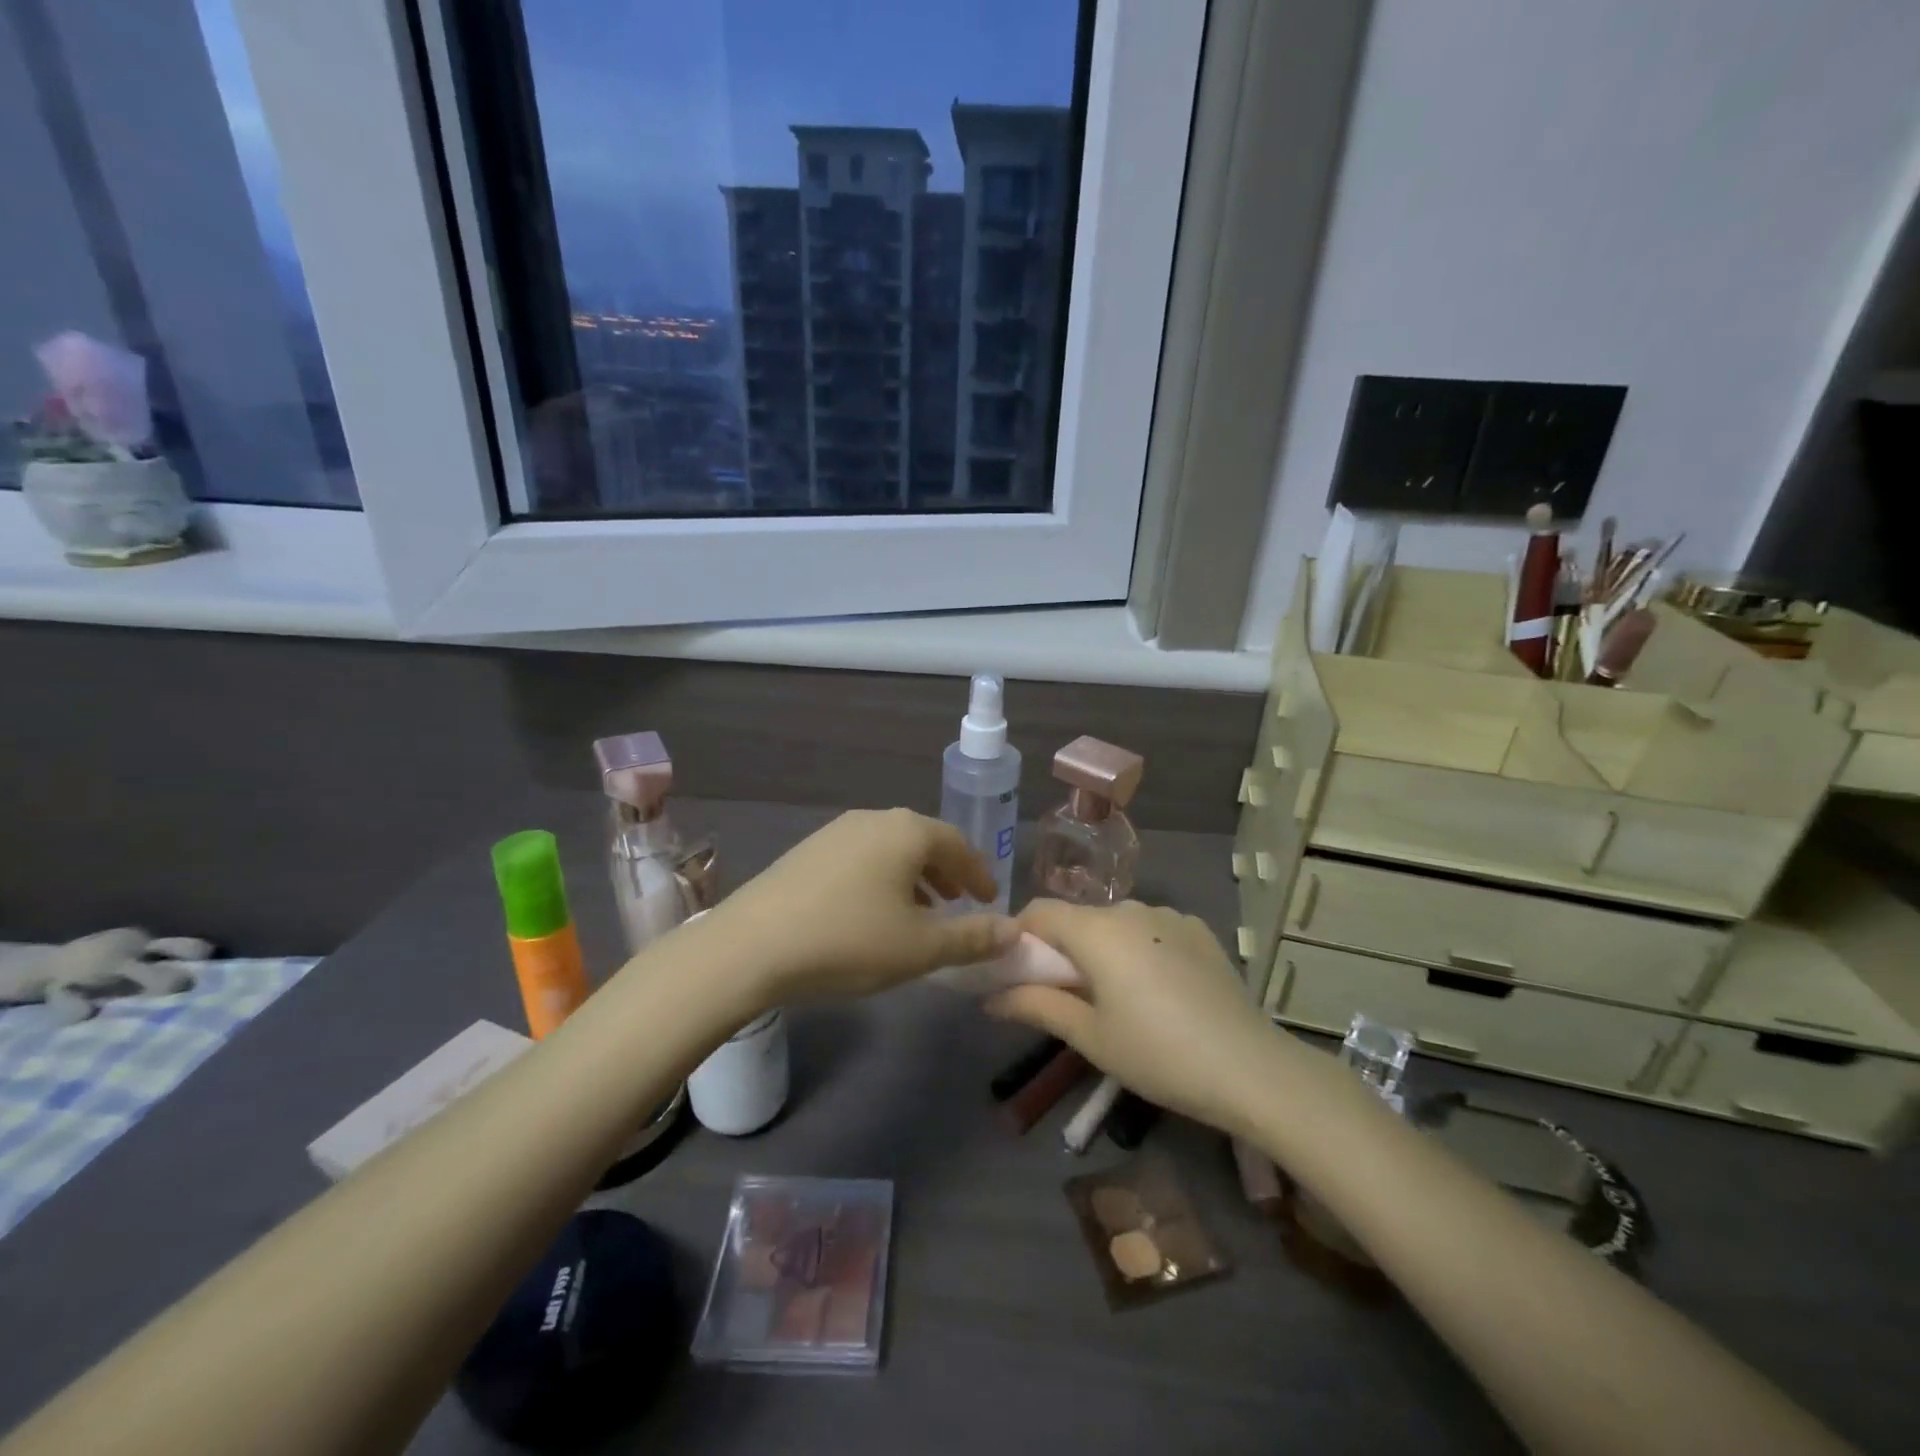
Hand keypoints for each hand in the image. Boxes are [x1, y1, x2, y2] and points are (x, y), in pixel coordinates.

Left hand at [709, 809, 1019, 1004]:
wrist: (751, 946)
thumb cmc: (849, 940)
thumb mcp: (920, 948)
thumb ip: (973, 938)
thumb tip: (1014, 931)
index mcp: (907, 832)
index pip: (958, 844)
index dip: (979, 874)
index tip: (991, 900)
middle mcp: (874, 819)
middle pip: (924, 841)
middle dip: (947, 873)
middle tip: (961, 903)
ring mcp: (836, 832)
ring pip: (891, 850)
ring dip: (914, 877)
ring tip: (922, 912)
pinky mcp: (808, 851)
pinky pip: (862, 858)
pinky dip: (882, 879)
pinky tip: (874, 913)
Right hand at [986, 899, 1275, 1134]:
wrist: (1250, 1068)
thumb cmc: (1157, 1054)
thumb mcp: (1089, 1037)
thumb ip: (1036, 1006)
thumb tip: (990, 998)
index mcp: (1096, 929)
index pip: (1039, 911)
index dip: (1020, 936)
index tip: (1017, 973)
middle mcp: (1130, 908)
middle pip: (1079, 918)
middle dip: (1063, 950)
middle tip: (1067, 998)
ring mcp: (1170, 916)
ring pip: (1117, 924)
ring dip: (1104, 950)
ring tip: (1119, 999)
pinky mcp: (1199, 930)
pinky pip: (1152, 930)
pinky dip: (1141, 950)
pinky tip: (1160, 991)